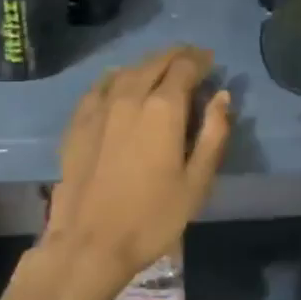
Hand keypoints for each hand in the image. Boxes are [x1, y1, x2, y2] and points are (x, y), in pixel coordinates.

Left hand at [34, 47, 231, 299]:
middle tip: (191, 60)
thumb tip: (222, 96)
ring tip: (161, 69)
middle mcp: (129, 96)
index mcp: (163, 108)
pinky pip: (100, 86)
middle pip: (154, 62)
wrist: (90, 243)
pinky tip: (119, 82)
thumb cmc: (152, 217)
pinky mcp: (78, 122)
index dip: (200, 60)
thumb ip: (214, 134)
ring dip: (148, 65)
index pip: (184, 67)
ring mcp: (99, 107)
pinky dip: (116, 78)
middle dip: (176, 57)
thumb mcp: (197, 182)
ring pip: (126, 71)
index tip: (211, 62)